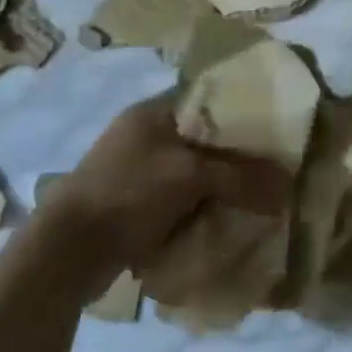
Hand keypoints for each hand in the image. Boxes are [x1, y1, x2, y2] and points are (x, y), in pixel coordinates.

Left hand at [35, 94, 286, 294]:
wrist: (65, 252)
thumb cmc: (128, 193)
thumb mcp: (191, 177)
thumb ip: (241, 177)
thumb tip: (287, 188)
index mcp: (153, 111)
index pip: (208, 98)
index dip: (241, 110)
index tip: (272, 128)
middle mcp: (144, 134)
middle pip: (203, 138)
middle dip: (233, 155)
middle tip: (269, 167)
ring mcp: (134, 170)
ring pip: (191, 171)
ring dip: (216, 185)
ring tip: (253, 196)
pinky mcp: (130, 204)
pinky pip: (177, 199)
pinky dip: (197, 207)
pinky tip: (222, 218)